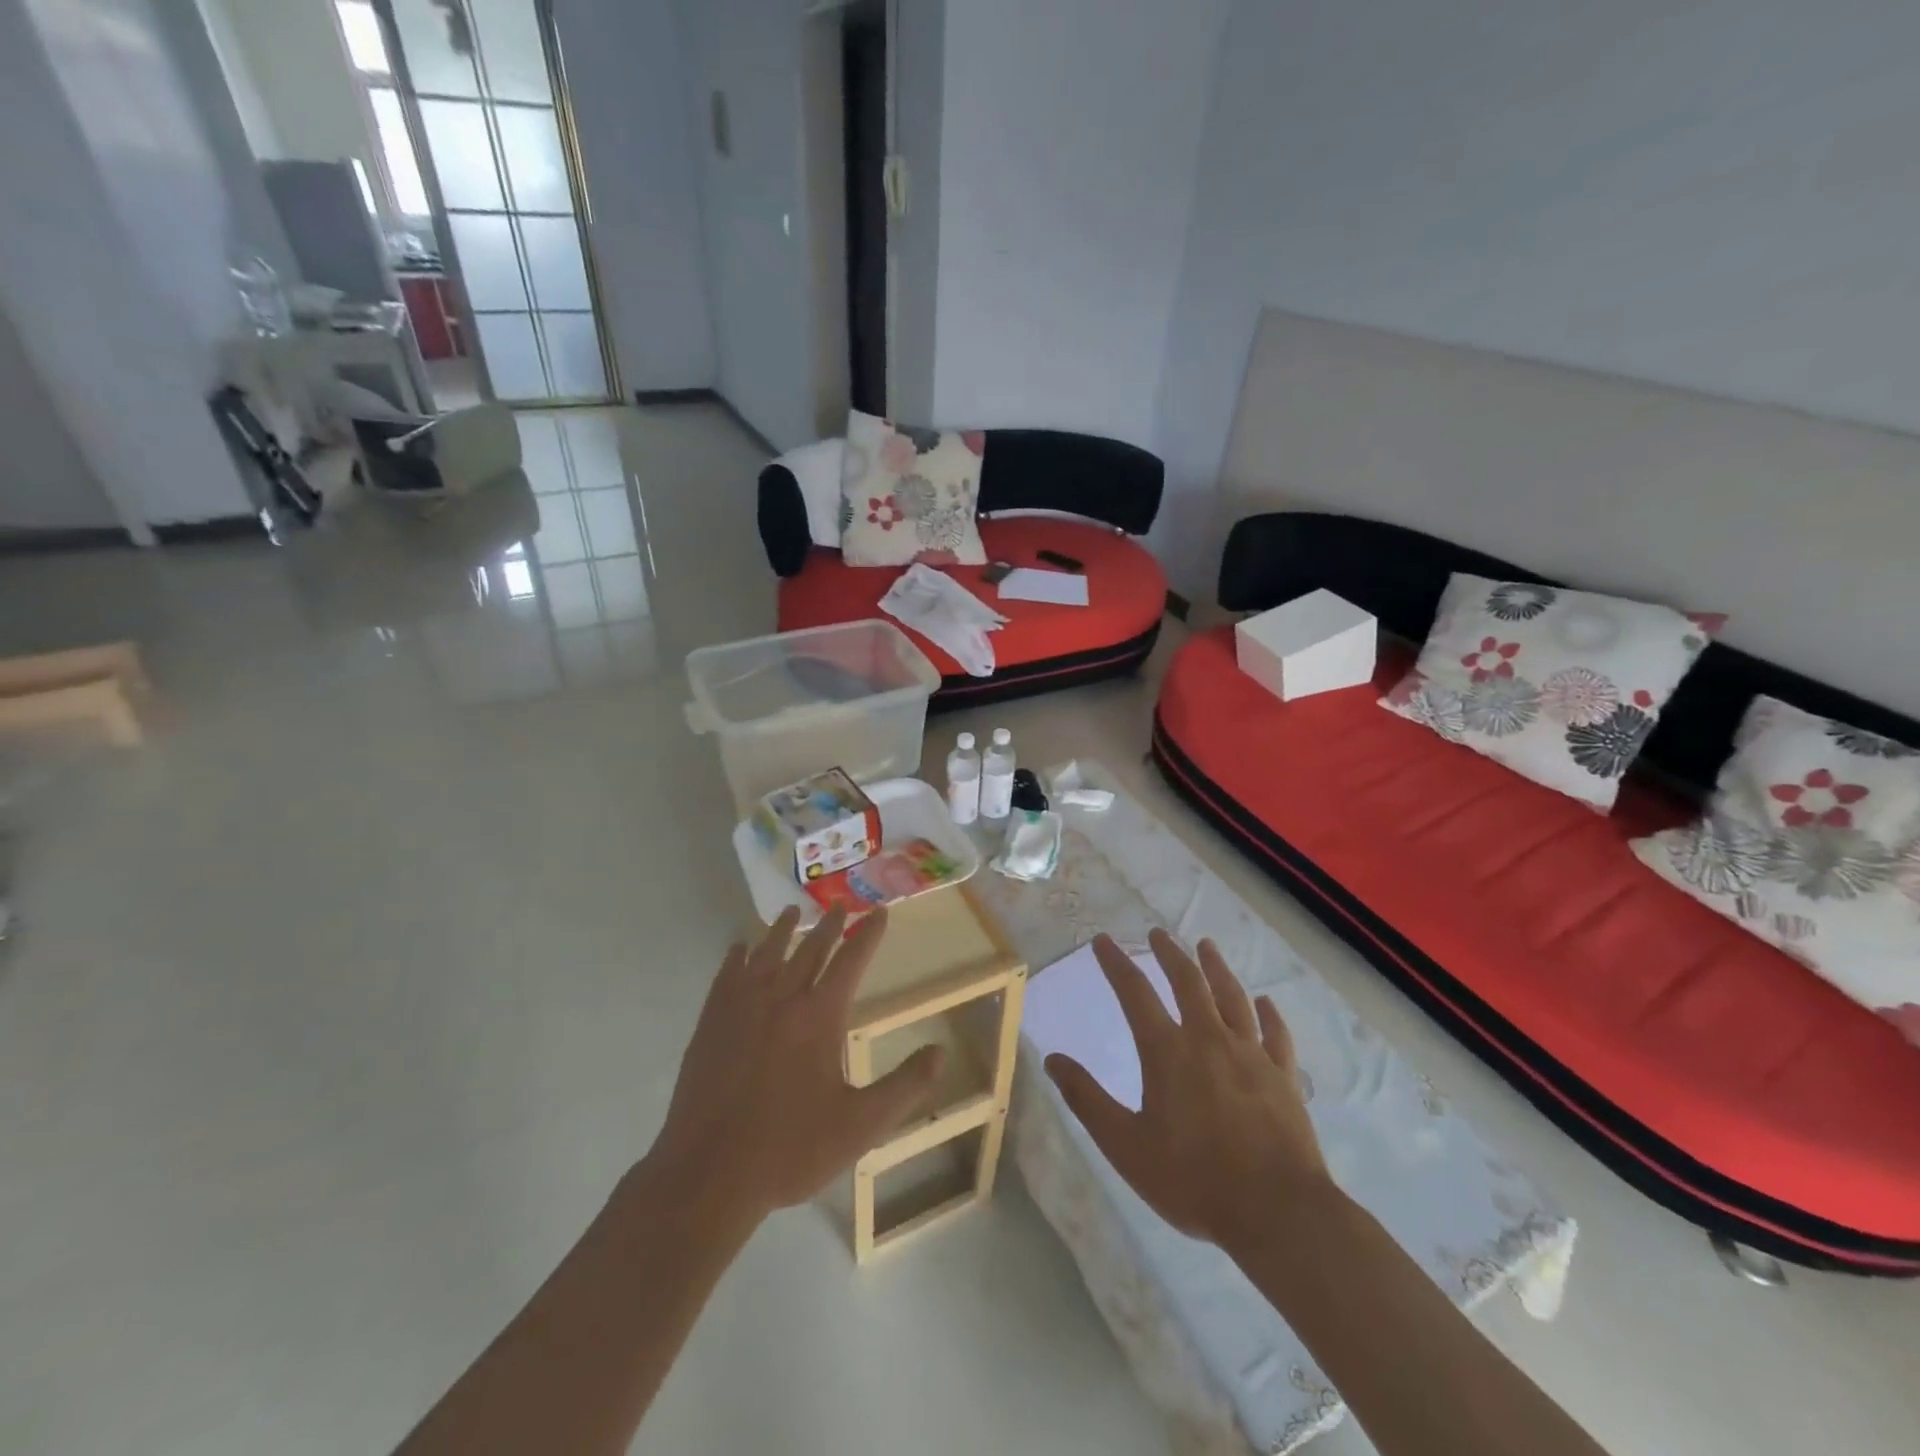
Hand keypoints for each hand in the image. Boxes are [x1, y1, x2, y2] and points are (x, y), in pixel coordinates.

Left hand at [640, 907, 943, 1224]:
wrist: (708, 1173)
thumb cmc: (790, 1149)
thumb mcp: (860, 1126)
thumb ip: (904, 1087)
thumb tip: (940, 1052)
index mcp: (819, 1015)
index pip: (851, 961)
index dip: (868, 935)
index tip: (880, 912)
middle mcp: (781, 998)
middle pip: (809, 949)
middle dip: (829, 925)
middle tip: (840, 904)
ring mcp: (741, 1007)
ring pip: (767, 953)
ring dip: (783, 930)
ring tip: (793, 912)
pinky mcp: (710, 1023)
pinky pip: (726, 974)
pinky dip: (737, 955)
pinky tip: (739, 948)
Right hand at [1044, 929, 1332, 1250]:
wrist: (1277, 1212)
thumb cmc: (1193, 1180)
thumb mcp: (1125, 1145)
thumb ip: (1087, 1099)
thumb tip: (1052, 1059)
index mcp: (1167, 1051)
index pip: (1135, 993)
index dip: (1116, 963)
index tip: (1103, 941)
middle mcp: (1209, 1039)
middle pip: (1188, 982)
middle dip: (1170, 954)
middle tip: (1158, 933)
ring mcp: (1251, 1055)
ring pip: (1232, 997)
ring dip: (1216, 967)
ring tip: (1206, 946)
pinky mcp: (1283, 1077)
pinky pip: (1275, 1034)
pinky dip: (1269, 1014)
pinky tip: (1265, 1002)